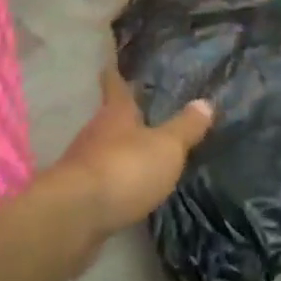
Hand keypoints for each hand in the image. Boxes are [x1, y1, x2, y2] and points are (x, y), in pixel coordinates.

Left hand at [45, 68, 213, 241]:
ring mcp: (83, 163)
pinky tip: (124, 189)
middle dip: (122, 116)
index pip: (114, 84)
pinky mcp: (77, 195)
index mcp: (116, 112)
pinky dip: (112, 179)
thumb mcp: (166, 147)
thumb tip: (206, 102)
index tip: (110, 64)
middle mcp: (95, 131)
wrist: (75, 216)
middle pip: (108, 117)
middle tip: (140, 112)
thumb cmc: (124, 168)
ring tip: (138, 152)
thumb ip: (185, 127)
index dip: (114, 74)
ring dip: (117, 149)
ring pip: (102, 148)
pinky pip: (99, 178)